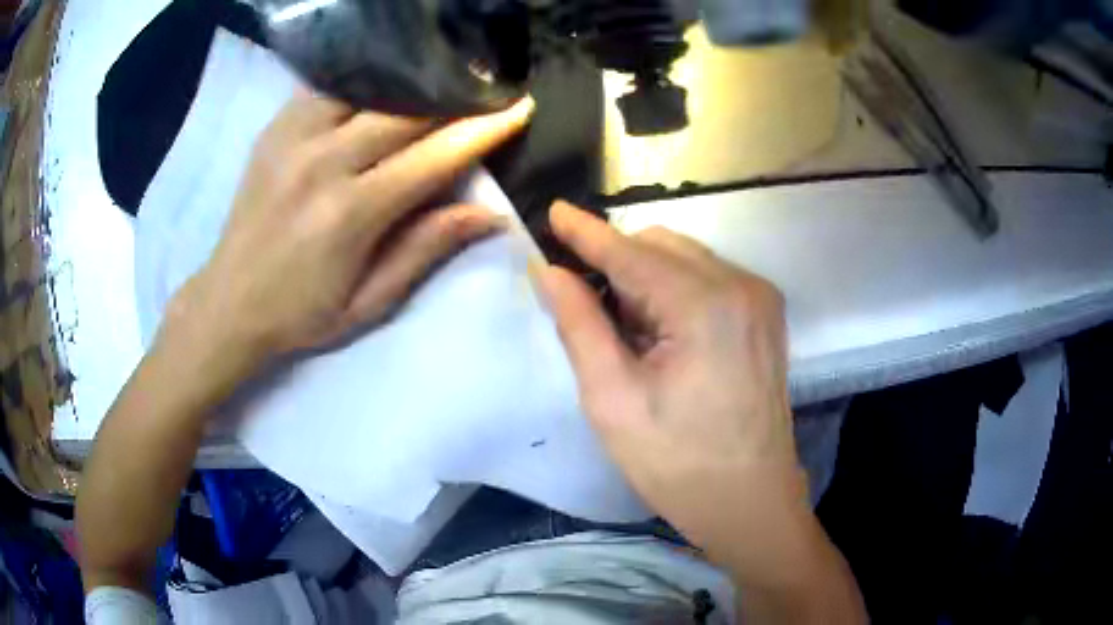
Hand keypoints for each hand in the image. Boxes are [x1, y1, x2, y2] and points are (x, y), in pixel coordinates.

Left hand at [164, 91, 533, 381]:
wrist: (228, 302)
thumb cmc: (300, 314)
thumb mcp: (369, 302)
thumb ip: (426, 250)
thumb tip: (490, 215)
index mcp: (349, 213)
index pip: (433, 156)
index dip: (483, 130)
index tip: (518, 108)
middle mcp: (321, 163)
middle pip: (404, 110)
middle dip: (454, 97)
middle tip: (486, 91)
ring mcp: (292, 138)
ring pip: (368, 87)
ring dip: (410, 83)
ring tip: (440, 83)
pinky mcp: (274, 129)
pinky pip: (329, 86)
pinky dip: (363, 81)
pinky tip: (382, 87)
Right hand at [538, 201, 803, 552]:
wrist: (750, 501)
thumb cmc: (677, 463)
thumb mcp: (613, 400)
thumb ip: (580, 325)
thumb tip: (550, 272)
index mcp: (705, 306)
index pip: (630, 252)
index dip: (586, 232)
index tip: (554, 211)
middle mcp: (741, 285)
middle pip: (661, 246)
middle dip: (617, 264)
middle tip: (588, 308)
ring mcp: (760, 298)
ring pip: (685, 258)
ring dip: (646, 278)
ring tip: (628, 332)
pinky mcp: (766, 314)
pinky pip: (708, 277)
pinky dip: (675, 290)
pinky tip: (663, 334)